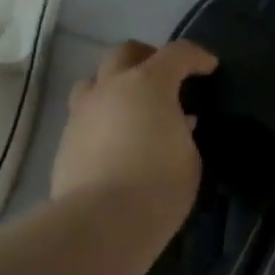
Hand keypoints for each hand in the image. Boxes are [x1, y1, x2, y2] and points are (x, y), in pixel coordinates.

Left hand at [51, 40, 216, 227]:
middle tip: (164, 77)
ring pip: (94, 81)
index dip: (196, 57)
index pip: (177, 53)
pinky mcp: (65, 140)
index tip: (209, 68)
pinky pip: (84, 116)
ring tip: (131, 107)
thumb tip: (177, 121)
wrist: (101, 222)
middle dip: (147, 57)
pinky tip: (115, 141)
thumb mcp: (189, 156)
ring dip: (115, 85)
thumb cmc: (159, 185)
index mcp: (148, 84)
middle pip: (125, 53)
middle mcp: (111, 88)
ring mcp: (82, 112)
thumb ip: (183, 130)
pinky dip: (102, 118)